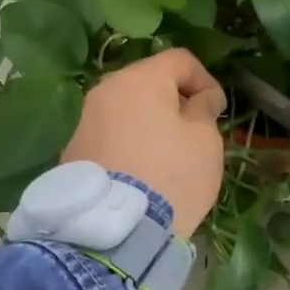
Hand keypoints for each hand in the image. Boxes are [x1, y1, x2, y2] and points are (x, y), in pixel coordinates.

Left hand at [62, 50, 226, 239]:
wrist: (116, 229)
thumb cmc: (171, 176)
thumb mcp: (205, 141)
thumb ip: (204, 110)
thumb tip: (199, 99)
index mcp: (139, 79)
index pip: (179, 60)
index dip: (205, 80)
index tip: (217, 110)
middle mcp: (105, 92)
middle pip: (146, 82)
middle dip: (173, 100)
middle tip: (194, 130)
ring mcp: (84, 122)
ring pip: (125, 110)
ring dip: (148, 123)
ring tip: (167, 155)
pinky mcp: (73, 152)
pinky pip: (109, 136)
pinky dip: (128, 145)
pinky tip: (141, 172)